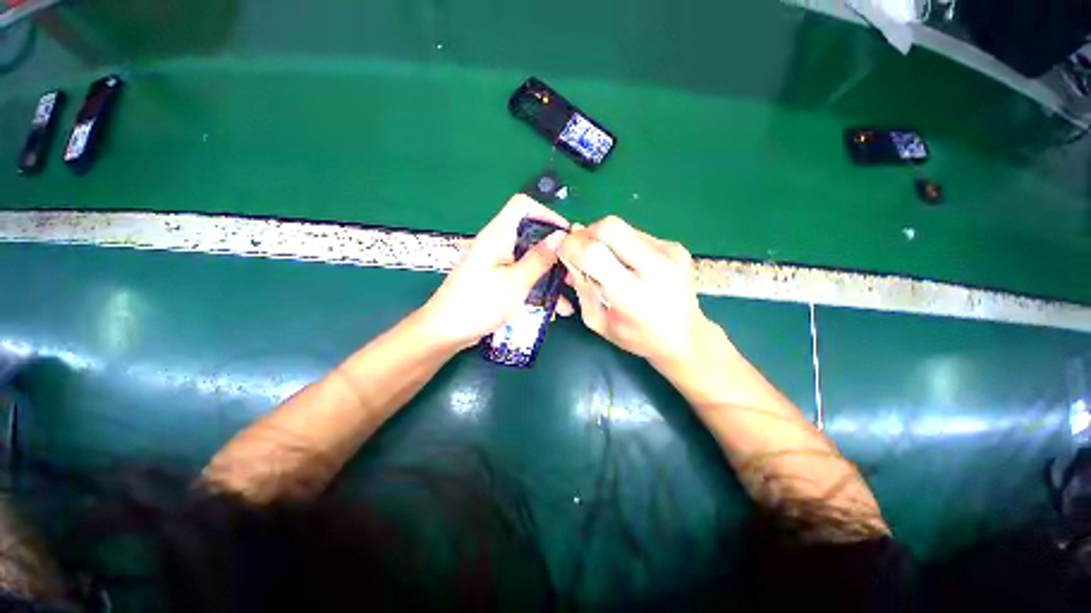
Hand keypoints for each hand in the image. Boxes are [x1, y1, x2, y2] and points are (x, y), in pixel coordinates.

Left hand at [419, 194, 574, 349]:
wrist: (446, 331)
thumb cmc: (478, 304)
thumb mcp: (514, 283)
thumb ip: (538, 259)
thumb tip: (560, 236)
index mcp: (497, 236)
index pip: (522, 206)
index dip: (545, 213)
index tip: (565, 233)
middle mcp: (497, 245)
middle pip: (530, 235)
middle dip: (554, 251)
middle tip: (572, 269)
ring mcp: (497, 263)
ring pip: (529, 260)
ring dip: (549, 275)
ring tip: (568, 293)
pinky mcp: (497, 280)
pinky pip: (522, 276)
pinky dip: (537, 287)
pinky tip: (553, 308)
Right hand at [559, 216, 710, 368]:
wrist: (687, 337)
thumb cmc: (637, 337)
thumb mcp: (598, 322)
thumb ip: (581, 288)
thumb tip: (568, 254)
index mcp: (632, 295)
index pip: (593, 253)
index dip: (571, 247)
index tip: (564, 254)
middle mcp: (655, 267)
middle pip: (609, 226)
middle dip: (587, 235)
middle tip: (582, 252)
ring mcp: (669, 253)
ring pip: (622, 226)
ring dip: (603, 239)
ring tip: (606, 261)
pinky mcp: (675, 246)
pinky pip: (636, 233)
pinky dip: (621, 244)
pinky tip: (626, 263)